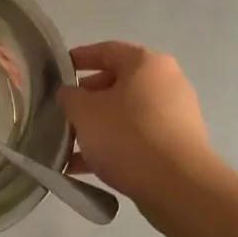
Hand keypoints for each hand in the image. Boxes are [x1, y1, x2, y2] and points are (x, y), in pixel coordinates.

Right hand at [58, 42, 214, 202]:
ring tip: (70, 144)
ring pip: (127, 113)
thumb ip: (70, 97)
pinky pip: (139, 137)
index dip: (79, 58)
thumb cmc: (127, 135)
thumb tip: (70, 94)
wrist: (178, 186)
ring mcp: (176, 114)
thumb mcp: (84, 112)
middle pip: (118, 82)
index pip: (107, 50)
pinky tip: (86, 168)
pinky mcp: (178, 144)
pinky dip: (114, 146)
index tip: (58, 70)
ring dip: (98, 126)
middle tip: (64, 111)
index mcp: (146, 63)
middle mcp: (167, 82)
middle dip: (88, 98)